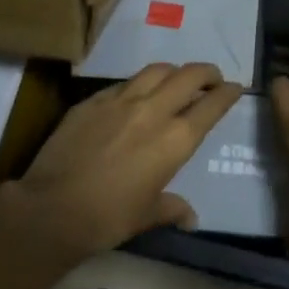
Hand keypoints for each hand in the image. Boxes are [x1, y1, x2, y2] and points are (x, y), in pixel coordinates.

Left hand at [8, 63, 241, 258]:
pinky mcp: (92, 100)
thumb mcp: (147, 215)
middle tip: (212, 78)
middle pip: (188, 76)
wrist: (52, 208)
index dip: (227, 94)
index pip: (211, 106)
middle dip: (206, 73)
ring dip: (173, 72)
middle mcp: (152, 111)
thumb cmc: (108, 218)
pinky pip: (123, 83)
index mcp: (175, 140)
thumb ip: (172, 208)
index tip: (236, 88)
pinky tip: (135, 95)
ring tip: (176, 80)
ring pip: (156, 70)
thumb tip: (190, 218)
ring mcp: (120, 100)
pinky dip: (139, 84)